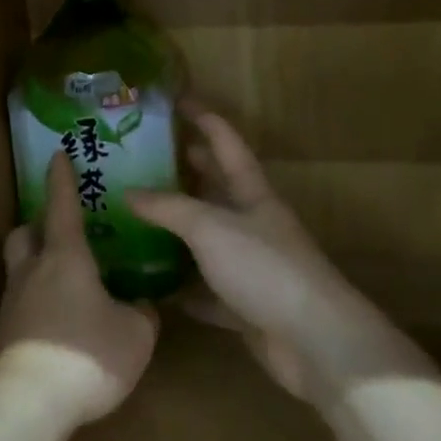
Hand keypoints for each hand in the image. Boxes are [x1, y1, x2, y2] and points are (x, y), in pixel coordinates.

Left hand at [0, 153, 157, 426]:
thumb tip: (142, 306)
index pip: (62, 205)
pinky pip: (21, 305)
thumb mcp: (136, 335)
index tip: (57, 154)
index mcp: (65, 258)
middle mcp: (32, 272)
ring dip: (37, 267)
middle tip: (62, 233)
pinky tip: (60, 327)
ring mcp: (12, 304)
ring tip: (67, 285)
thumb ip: (142, 314)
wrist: (28, 404)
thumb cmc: (88, 354)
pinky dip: (38, 304)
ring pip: (19, 270)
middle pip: (24, 234)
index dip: (62, 179)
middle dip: (38, 226)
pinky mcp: (3, 337)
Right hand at [127, 107, 428, 407]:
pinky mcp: (243, 305)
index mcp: (253, 194)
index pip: (227, 144)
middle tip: (145, 158)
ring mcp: (249, 265)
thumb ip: (169, 208)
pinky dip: (181, 285)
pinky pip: (204, 289)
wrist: (313, 340)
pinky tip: (152, 284)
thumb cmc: (264, 268)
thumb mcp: (211, 227)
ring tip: (135, 217)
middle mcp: (252, 224)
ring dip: (178, 229)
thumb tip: (128, 192)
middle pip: (217, 188)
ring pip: (207, 239)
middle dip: (187, 170)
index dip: (205, 118)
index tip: (177, 100)